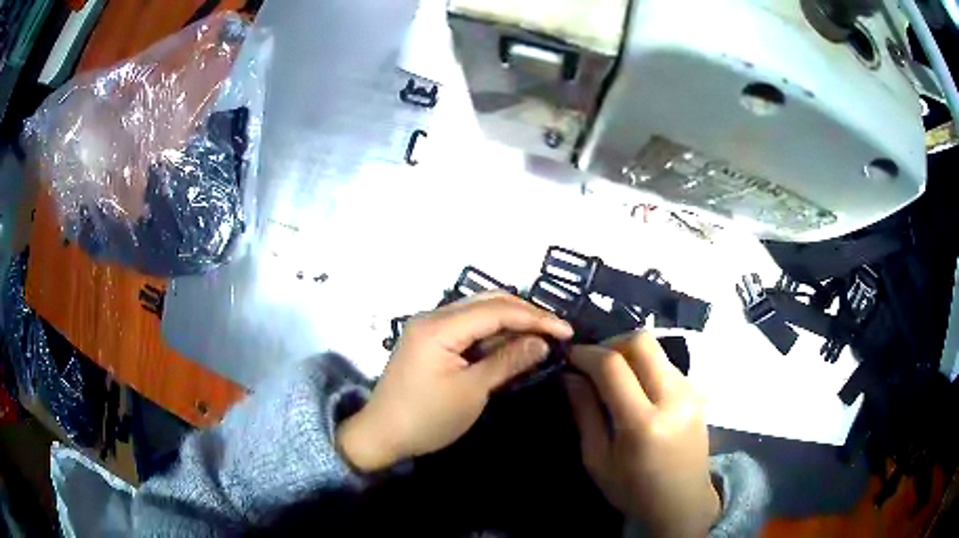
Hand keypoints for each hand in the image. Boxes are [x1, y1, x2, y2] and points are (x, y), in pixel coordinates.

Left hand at [337, 292, 572, 472]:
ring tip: (542, 335)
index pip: (496, 310)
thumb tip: (542, 342)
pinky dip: (492, 334)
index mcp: (439, 326)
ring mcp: (429, 327)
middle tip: (556, 330)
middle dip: (525, 314)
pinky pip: (467, 327)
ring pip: (478, 312)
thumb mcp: (471, 392)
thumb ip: (507, 361)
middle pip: (488, 302)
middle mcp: (433, 316)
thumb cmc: (427, 418)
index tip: (566, 331)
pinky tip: (512, 343)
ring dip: (510, 321)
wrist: (382, 435)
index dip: (535, 318)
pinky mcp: (430, 340)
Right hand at [564, 332, 719, 537]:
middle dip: (611, 343)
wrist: (683, 501)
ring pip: (656, 349)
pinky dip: (646, 365)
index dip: (587, 354)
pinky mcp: (698, 392)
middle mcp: (673, 399)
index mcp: (643, 423)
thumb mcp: (597, 459)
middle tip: (593, 361)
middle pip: (642, 341)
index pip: (613, 366)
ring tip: (612, 375)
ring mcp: (691, 392)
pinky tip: (636, 388)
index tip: (570, 356)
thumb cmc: (633, 490)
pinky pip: (667, 363)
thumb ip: (585, 413)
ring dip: (629, 353)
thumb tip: (570, 375)